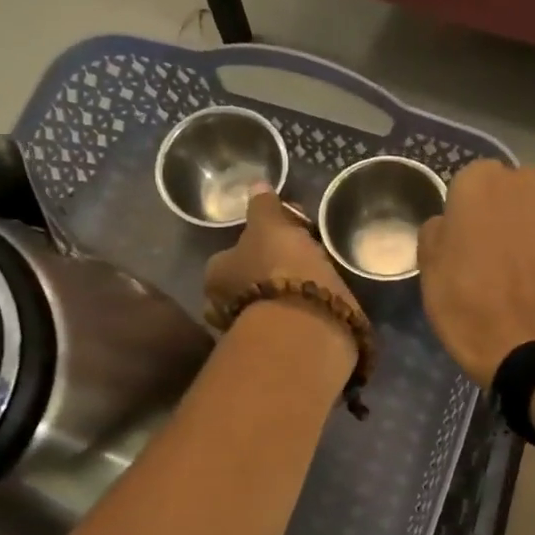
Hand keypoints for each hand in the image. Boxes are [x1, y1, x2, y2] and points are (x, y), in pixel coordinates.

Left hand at [205, 189, 361, 323]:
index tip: (283, 238)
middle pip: (248, 281)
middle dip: (268, 273)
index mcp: (216, 273)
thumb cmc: (281, 268)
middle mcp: (224, 305)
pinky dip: (299, 314)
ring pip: (267, 303)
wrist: (307, 326)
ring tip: (315, 283)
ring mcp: (249, 331)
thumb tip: (256, 184)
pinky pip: (287, 323)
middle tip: (300, 261)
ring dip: (284, 295)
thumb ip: (263, 207)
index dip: (258, 243)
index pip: (232, 254)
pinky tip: (318, 305)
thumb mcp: (271, 226)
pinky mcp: (277, 350)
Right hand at [417, 161, 534, 387]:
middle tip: (492, 253)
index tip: (463, 241)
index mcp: (480, 182)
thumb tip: (449, 224)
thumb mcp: (429, 267)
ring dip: (532, 228)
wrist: (524, 344)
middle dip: (503, 213)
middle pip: (510, 190)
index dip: (466, 212)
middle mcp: (525, 182)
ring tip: (523, 269)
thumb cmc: (465, 303)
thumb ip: (437, 231)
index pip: (469, 183)